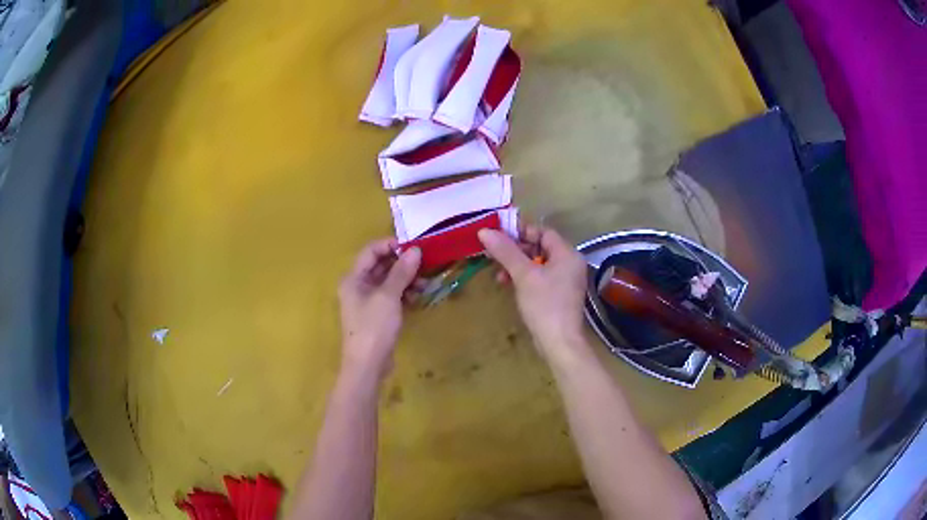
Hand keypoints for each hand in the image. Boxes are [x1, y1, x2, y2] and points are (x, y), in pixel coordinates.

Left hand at [338, 239, 420, 380]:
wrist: (367, 365)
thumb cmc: (373, 327)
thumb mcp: (388, 297)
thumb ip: (401, 272)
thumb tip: (415, 250)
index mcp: (353, 278)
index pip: (371, 251)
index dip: (391, 245)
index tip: (413, 246)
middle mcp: (358, 286)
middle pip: (380, 266)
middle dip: (402, 263)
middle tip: (425, 263)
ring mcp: (368, 302)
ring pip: (388, 282)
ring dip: (406, 279)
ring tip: (425, 282)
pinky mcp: (378, 315)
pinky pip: (392, 297)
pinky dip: (404, 293)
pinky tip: (419, 296)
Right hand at [478, 225, 589, 362]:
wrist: (559, 342)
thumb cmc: (544, 304)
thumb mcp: (523, 275)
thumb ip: (505, 251)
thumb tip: (484, 231)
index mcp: (567, 254)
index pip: (543, 232)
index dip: (521, 232)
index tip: (499, 237)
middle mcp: (570, 264)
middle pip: (540, 247)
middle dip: (515, 251)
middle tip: (494, 256)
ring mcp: (565, 281)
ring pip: (538, 264)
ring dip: (517, 266)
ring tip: (499, 276)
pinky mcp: (559, 295)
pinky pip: (540, 278)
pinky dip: (524, 279)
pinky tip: (509, 285)